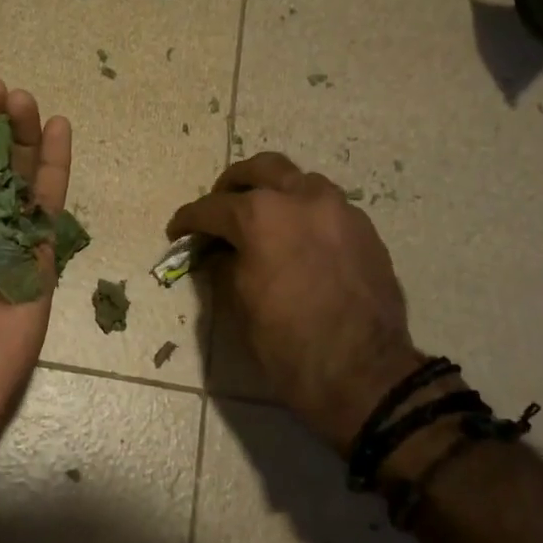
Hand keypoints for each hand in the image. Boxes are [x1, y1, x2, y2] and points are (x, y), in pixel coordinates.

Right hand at [168, 152, 422, 450]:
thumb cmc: (287, 345)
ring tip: (261, 222)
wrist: (363, 374)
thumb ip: (223, 266)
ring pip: (299, 181)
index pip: (212, 207)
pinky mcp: (365, 230)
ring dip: (274, 192)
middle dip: (232, 184)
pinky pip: (327, 207)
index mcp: (262, 216)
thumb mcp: (238, 306)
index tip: (177, 232)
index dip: (188, 220)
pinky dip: (304, 213)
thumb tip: (219, 253)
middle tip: (219, 209)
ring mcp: (340, 210)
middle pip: (261, 169)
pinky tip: (296, 242)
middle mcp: (302, 198)